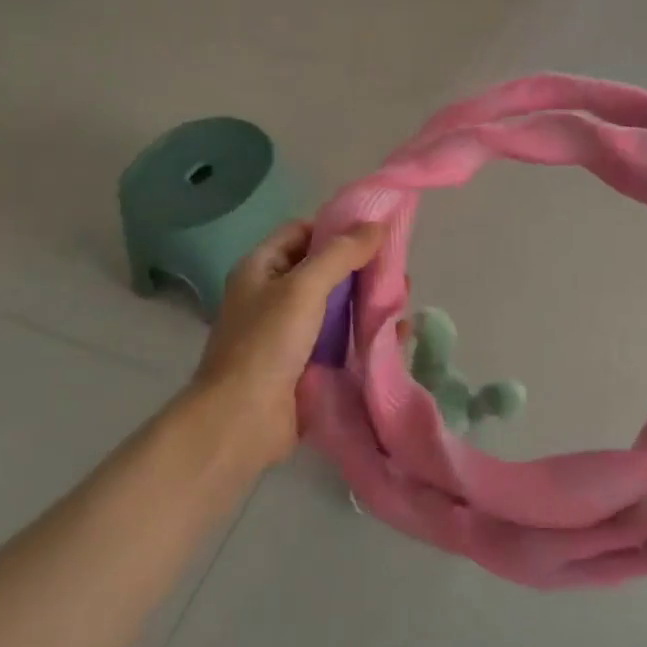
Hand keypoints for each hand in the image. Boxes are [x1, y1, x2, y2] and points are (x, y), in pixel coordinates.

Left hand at [188, 220, 384, 470]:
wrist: (242, 422)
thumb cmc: (266, 344)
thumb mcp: (303, 287)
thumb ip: (341, 253)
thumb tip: (377, 224)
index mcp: (261, 269)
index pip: (302, 232)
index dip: (336, 227)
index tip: (375, 230)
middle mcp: (274, 297)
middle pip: (325, 269)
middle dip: (362, 267)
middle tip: (398, 267)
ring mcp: (292, 334)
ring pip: (338, 306)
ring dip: (369, 300)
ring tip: (403, 298)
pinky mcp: (309, 366)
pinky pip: (344, 341)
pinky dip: (368, 334)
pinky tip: (397, 333)